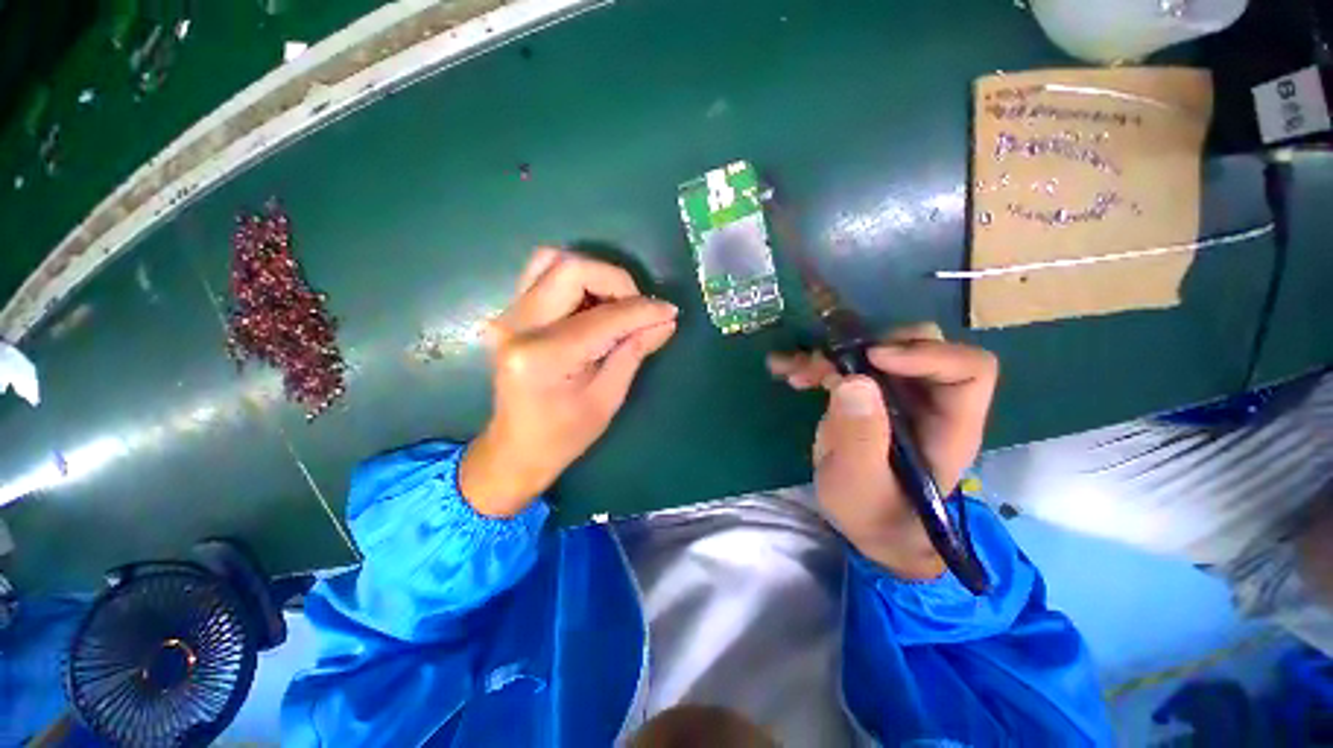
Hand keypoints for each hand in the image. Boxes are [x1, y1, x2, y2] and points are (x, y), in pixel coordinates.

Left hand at [460, 248, 677, 515]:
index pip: (604, 317)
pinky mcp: (510, 313)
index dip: (642, 310)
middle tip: (639, 308)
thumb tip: (665, 320)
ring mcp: (508, 316)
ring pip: (553, 261)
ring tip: (616, 304)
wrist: (516, 448)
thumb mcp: (607, 399)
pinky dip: (574, 278)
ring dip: (594, 275)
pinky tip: (592, 304)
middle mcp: (518, 325)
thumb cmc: (564, 435)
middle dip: (617, 282)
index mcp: (543, 357)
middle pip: (572, 269)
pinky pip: (542, 274)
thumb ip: (634, 352)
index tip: (669, 312)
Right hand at [767, 324, 997, 578]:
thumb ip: (859, 438)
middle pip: (918, 345)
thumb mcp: (860, 484)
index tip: (872, 359)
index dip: (925, 354)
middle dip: (867, 346)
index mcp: (949, 424)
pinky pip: (843, 366)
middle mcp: (928, 400)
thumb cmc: (874, 514)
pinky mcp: (866, 396)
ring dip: (830, 354)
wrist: (867, 523)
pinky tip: (786, 371)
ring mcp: (895, 395)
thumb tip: (853, 380)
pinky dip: (814, 364)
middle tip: (826, 362)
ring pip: (873, 350)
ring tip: (795, 372)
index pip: (968, 369)